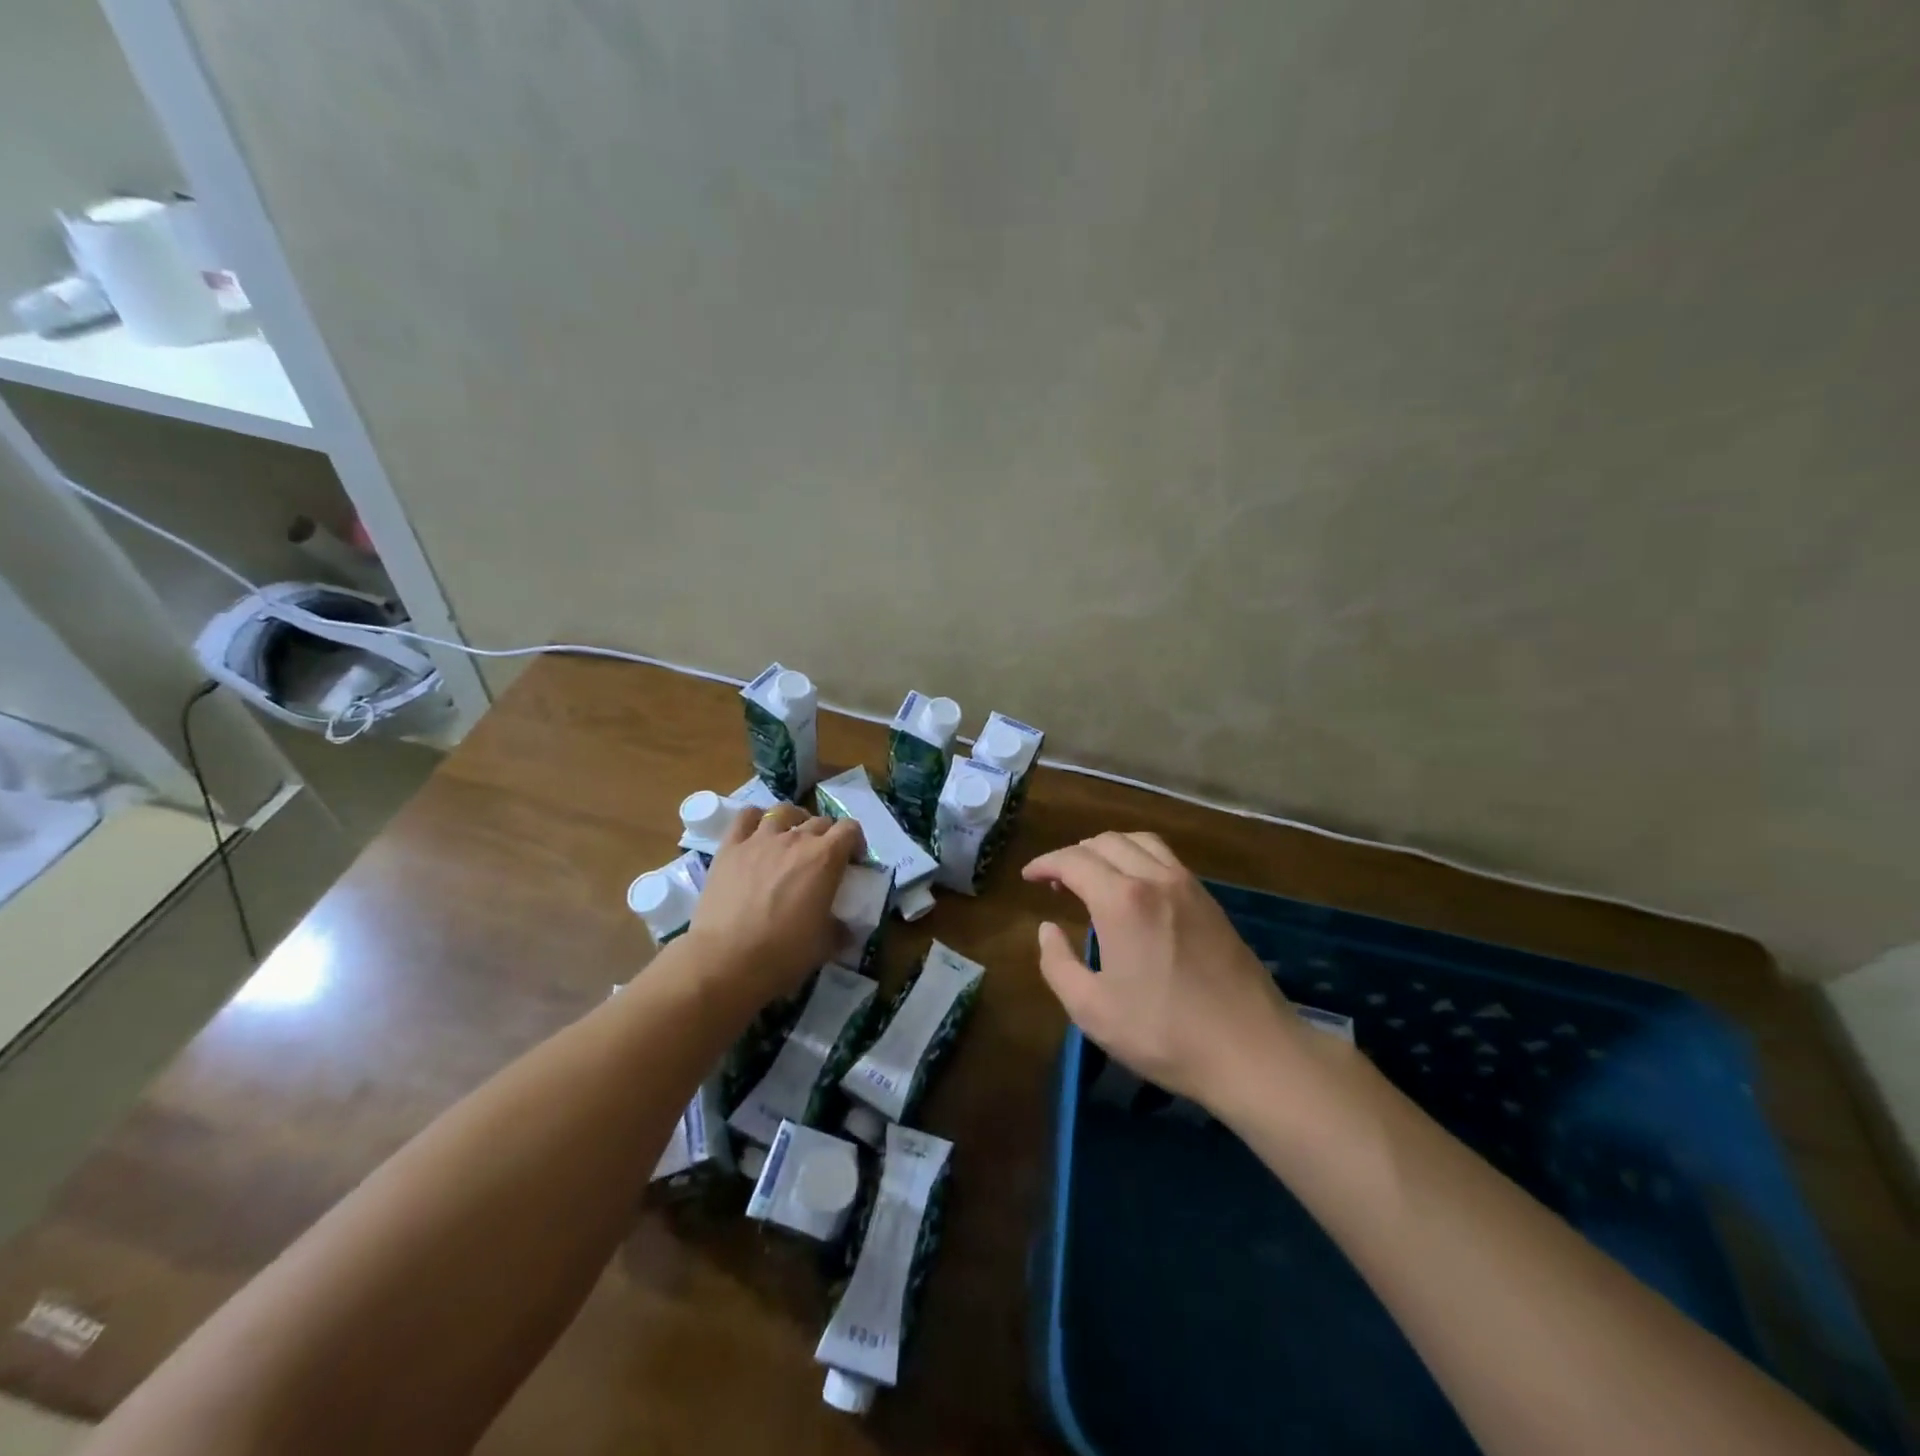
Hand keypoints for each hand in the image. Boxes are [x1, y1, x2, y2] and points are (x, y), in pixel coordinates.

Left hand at [685, 804, 864, 1005]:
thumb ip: (839, 929)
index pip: (850, 829)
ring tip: (791, 838)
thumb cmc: (783, 953)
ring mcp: (760, 839)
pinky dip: (756, 819)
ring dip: (794, 820)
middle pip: (819, 821)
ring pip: (784, 811)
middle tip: (822, 860)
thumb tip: (845, 930)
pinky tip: (757, 833)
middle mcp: (796, 839)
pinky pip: (745, 817)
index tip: (853, 861)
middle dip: (827, 836)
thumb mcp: (825, 945)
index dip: (855, 842)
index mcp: (825, 858)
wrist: (726, 960)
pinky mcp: (730, 847)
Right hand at [1023, 832, 1311, 1113]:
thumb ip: (1057, 963)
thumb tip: (1047, 929)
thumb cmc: (1163, 1033)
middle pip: (1106, 841)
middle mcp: (1155, 879)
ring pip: (1141, 842)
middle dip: (1074, 854)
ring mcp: (1189, 887)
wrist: (1251, 1051)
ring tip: (1094, 876)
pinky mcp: (1211, 902)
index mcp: (1122, 900)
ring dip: (1109, 849)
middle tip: (1056, 882)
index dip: (1045, 863)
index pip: (1074, 860)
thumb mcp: (1092, 1009)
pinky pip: (1167, 859)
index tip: (1028, 876)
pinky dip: (1139, 858)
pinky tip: (1135, 889)